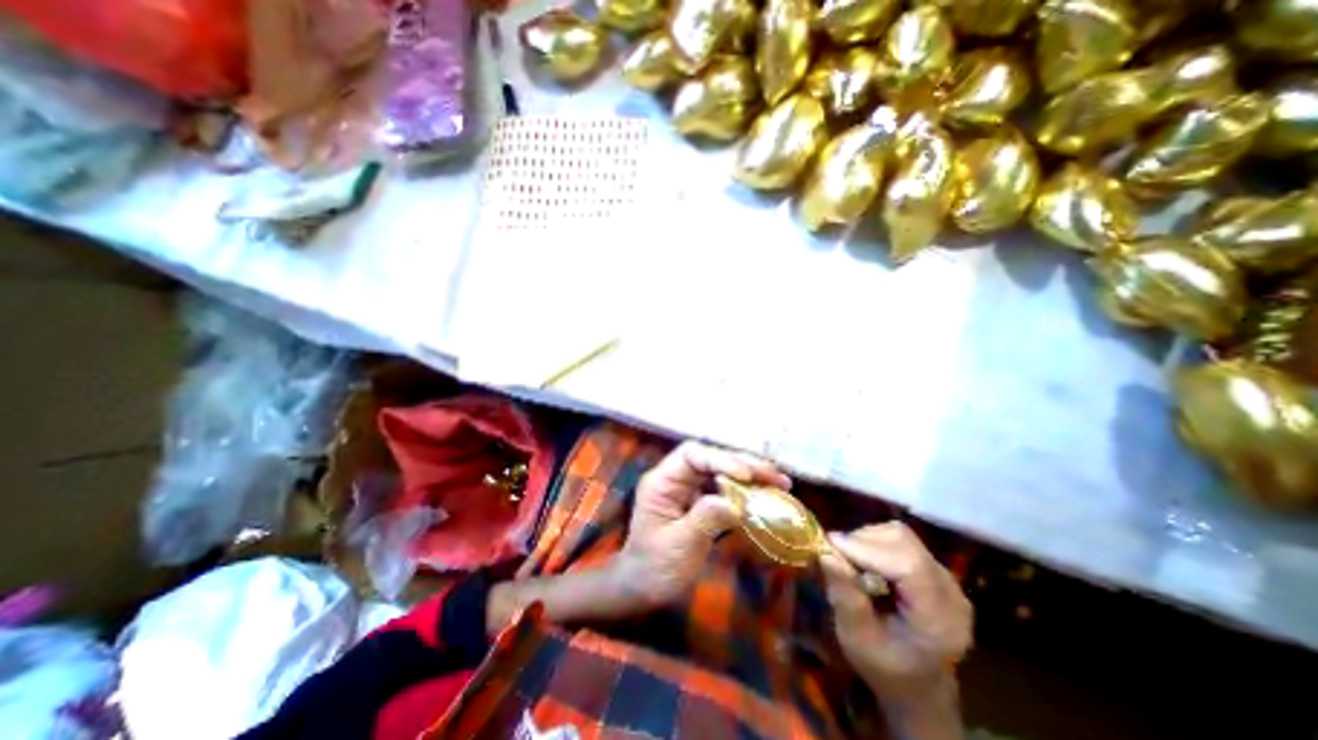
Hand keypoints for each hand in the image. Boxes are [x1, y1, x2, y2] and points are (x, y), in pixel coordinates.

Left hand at [615, 443, 785, 610]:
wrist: (643, 589)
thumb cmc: (654, 568)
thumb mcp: (679, 546)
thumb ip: (705, 519)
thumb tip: (735, 502)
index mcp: (662, 482)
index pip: (691, 455)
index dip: (720, 459)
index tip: (746, 475)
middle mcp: (676, 479)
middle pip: (710, 459)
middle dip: (743, 464)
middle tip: (775, 475)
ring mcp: (688, 489)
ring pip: (721, 472)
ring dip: (750, 476)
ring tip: (780, 482)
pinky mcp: (699, 502)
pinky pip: (724, 490)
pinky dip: (746, 492)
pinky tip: (766, 496)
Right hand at [821, 522, 970, 703]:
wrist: (918, 687)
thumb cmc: (885, 668)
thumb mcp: (857, 639)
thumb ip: (845, 597)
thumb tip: (826, 553)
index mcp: (939, 620)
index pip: (909, 566)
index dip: (867, 548)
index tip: (831, 545)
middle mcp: (951, 593)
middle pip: (905, 543)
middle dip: (864, 542)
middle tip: (837, 554)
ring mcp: (948, 579)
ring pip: (902, 535)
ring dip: (869, 540)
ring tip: (852, 561)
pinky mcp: (936, 570)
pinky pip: (903, 541)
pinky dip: (877, 543)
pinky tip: (868, 563)